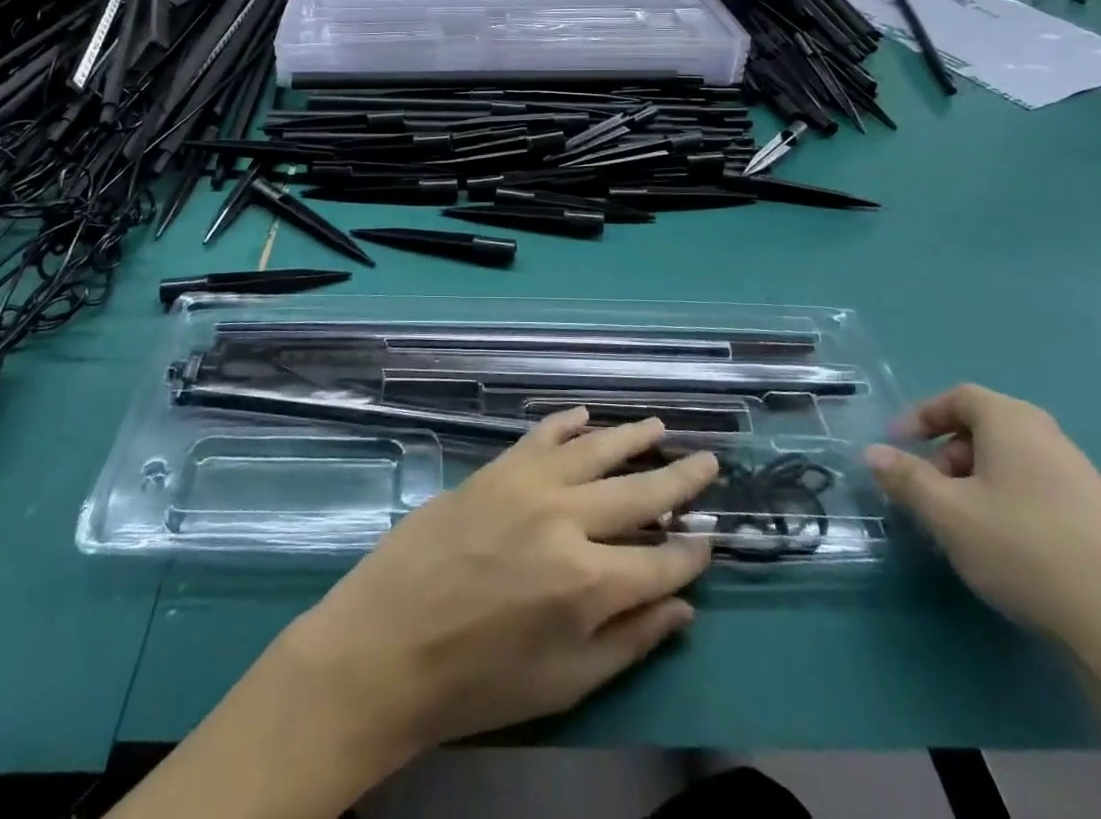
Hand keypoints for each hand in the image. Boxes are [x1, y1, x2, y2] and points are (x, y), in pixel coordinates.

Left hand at [277, 409, 718, 759]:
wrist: (388, 644)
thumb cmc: (479, 681)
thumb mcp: (565, 684)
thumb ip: (630, 641)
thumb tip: (683, 606)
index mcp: (589, 582)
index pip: (660, 560)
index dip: (691, 552)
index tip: (712, 539)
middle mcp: (566, 519)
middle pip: (638, 492)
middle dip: (680, 480)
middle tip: (709, 461)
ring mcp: (527, 485)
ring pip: (594, 449)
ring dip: (631, 436)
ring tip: (659, 425)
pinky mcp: (494, 469)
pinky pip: (540, 435)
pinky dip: (565, 423)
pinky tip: (583, 416)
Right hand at [865, 385, 1100, 653]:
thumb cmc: (1026, 549)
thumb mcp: (947, 512)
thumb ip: (905, 477)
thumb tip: (871, 452)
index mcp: (1014, 423)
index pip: (959, 397)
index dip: (922, 416)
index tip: (897, 445)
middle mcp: (1051, 441)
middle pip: (986, 429)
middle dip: (947, 455)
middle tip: (929, 492)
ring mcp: (1085, 483)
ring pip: (1012, 466)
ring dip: (976, 485)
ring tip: (962, 527)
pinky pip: (1040, 495)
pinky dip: (1010, 508)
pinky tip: (1008, 552)